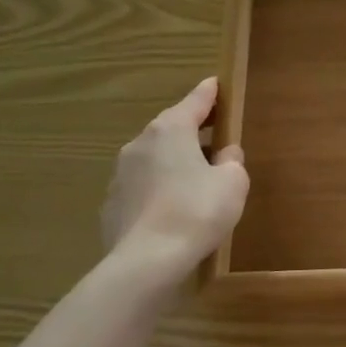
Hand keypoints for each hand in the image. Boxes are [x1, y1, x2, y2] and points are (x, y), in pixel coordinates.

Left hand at [101, 77, 248, 279]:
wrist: (145, 262)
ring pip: (154, 157)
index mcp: (171, 130)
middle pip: (172, 128)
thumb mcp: (233, 183)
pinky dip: (159, 187)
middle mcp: (141, 143)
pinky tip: (173, 207)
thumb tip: (224, 154)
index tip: (216, 84)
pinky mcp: (112, 203)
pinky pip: (143, 185)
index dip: (210, 93)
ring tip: (196, 178)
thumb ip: (231, 161)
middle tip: (215, 135)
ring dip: (174, 160)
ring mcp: (121, 174)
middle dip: (193, 130)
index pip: (195, 101)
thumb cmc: (196, 212)